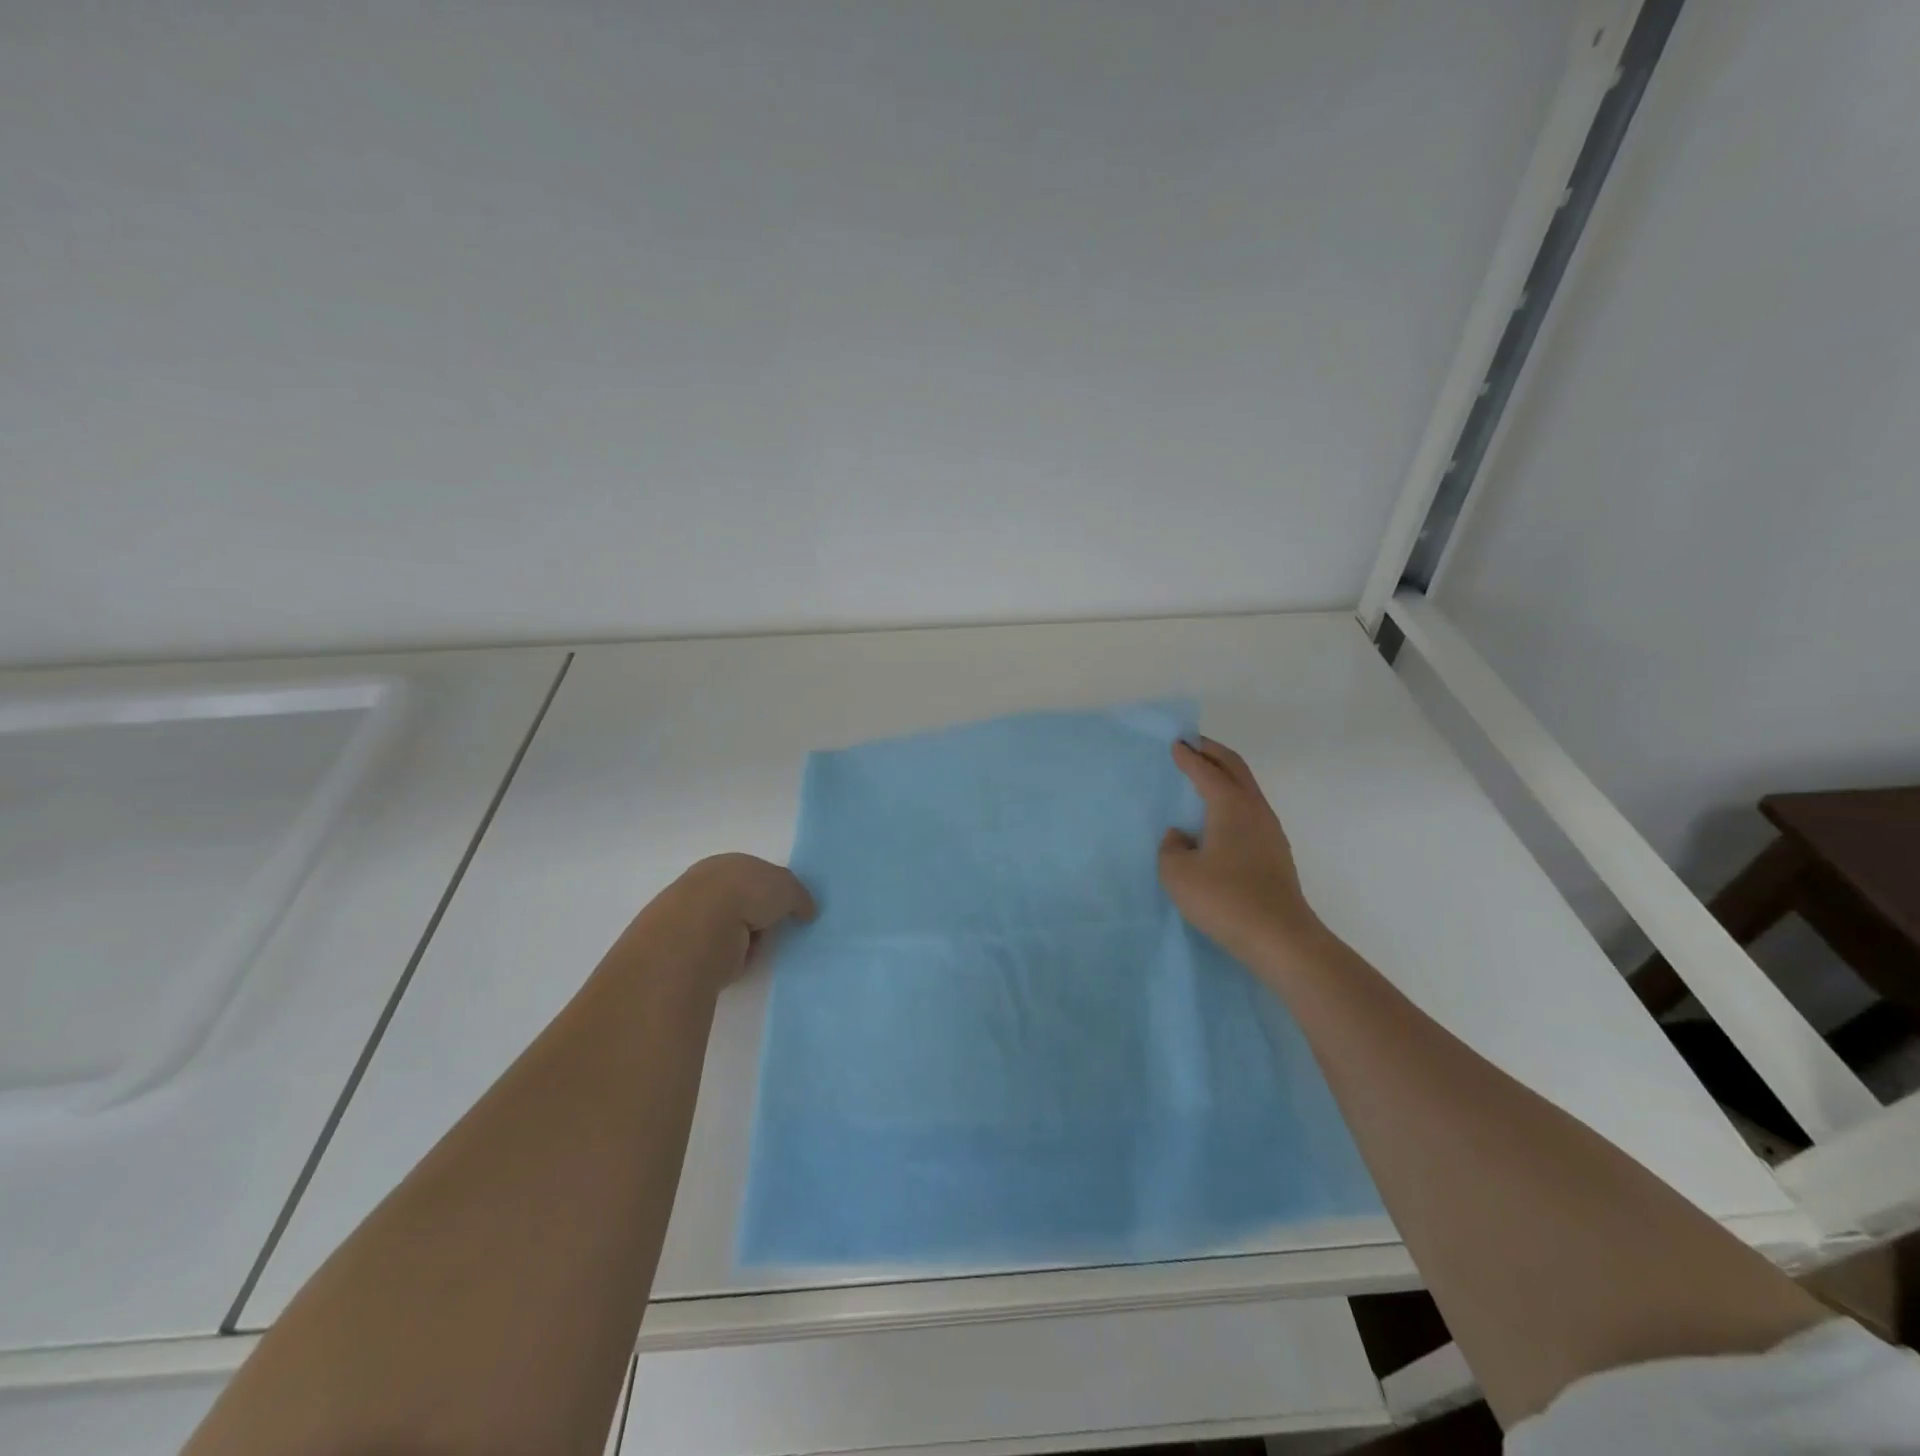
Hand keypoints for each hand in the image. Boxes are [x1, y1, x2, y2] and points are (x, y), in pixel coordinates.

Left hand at [622, 853, 815, 999]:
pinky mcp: (690, 949)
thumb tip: (807, 911)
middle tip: (777, 929)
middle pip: (745, 902)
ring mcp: (696, 917)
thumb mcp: (787, 887)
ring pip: (734, 929)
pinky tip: (742, 960)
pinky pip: (723, 953)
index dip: (773, 890)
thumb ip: (799, 897)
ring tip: (760, 947)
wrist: (702, 928)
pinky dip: (736, 958)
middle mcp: (709, 886)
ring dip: (750, 940)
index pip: (755, 874)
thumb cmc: (747, 894)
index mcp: (729, 864)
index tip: (787, 907)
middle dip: (761, 917)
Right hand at [1159, 738, 1329, 978]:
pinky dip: (1233, 799)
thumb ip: (1171, 849)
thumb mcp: (1178, 874)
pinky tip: (1220, 817)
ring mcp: (1270, 831)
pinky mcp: (1275, 853)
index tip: (1176, 743)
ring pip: (1247, 788)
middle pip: (1235, 768)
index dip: (1189, 756)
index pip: (1206, 770)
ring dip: (1226, 775)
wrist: (1280, 938)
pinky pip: (1250, 810)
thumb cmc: (1225, 899)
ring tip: (1205, 776)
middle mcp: (1255, 809)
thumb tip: (1180, 837)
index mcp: (1231, 805)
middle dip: (1213, 752)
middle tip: (1193, 744)